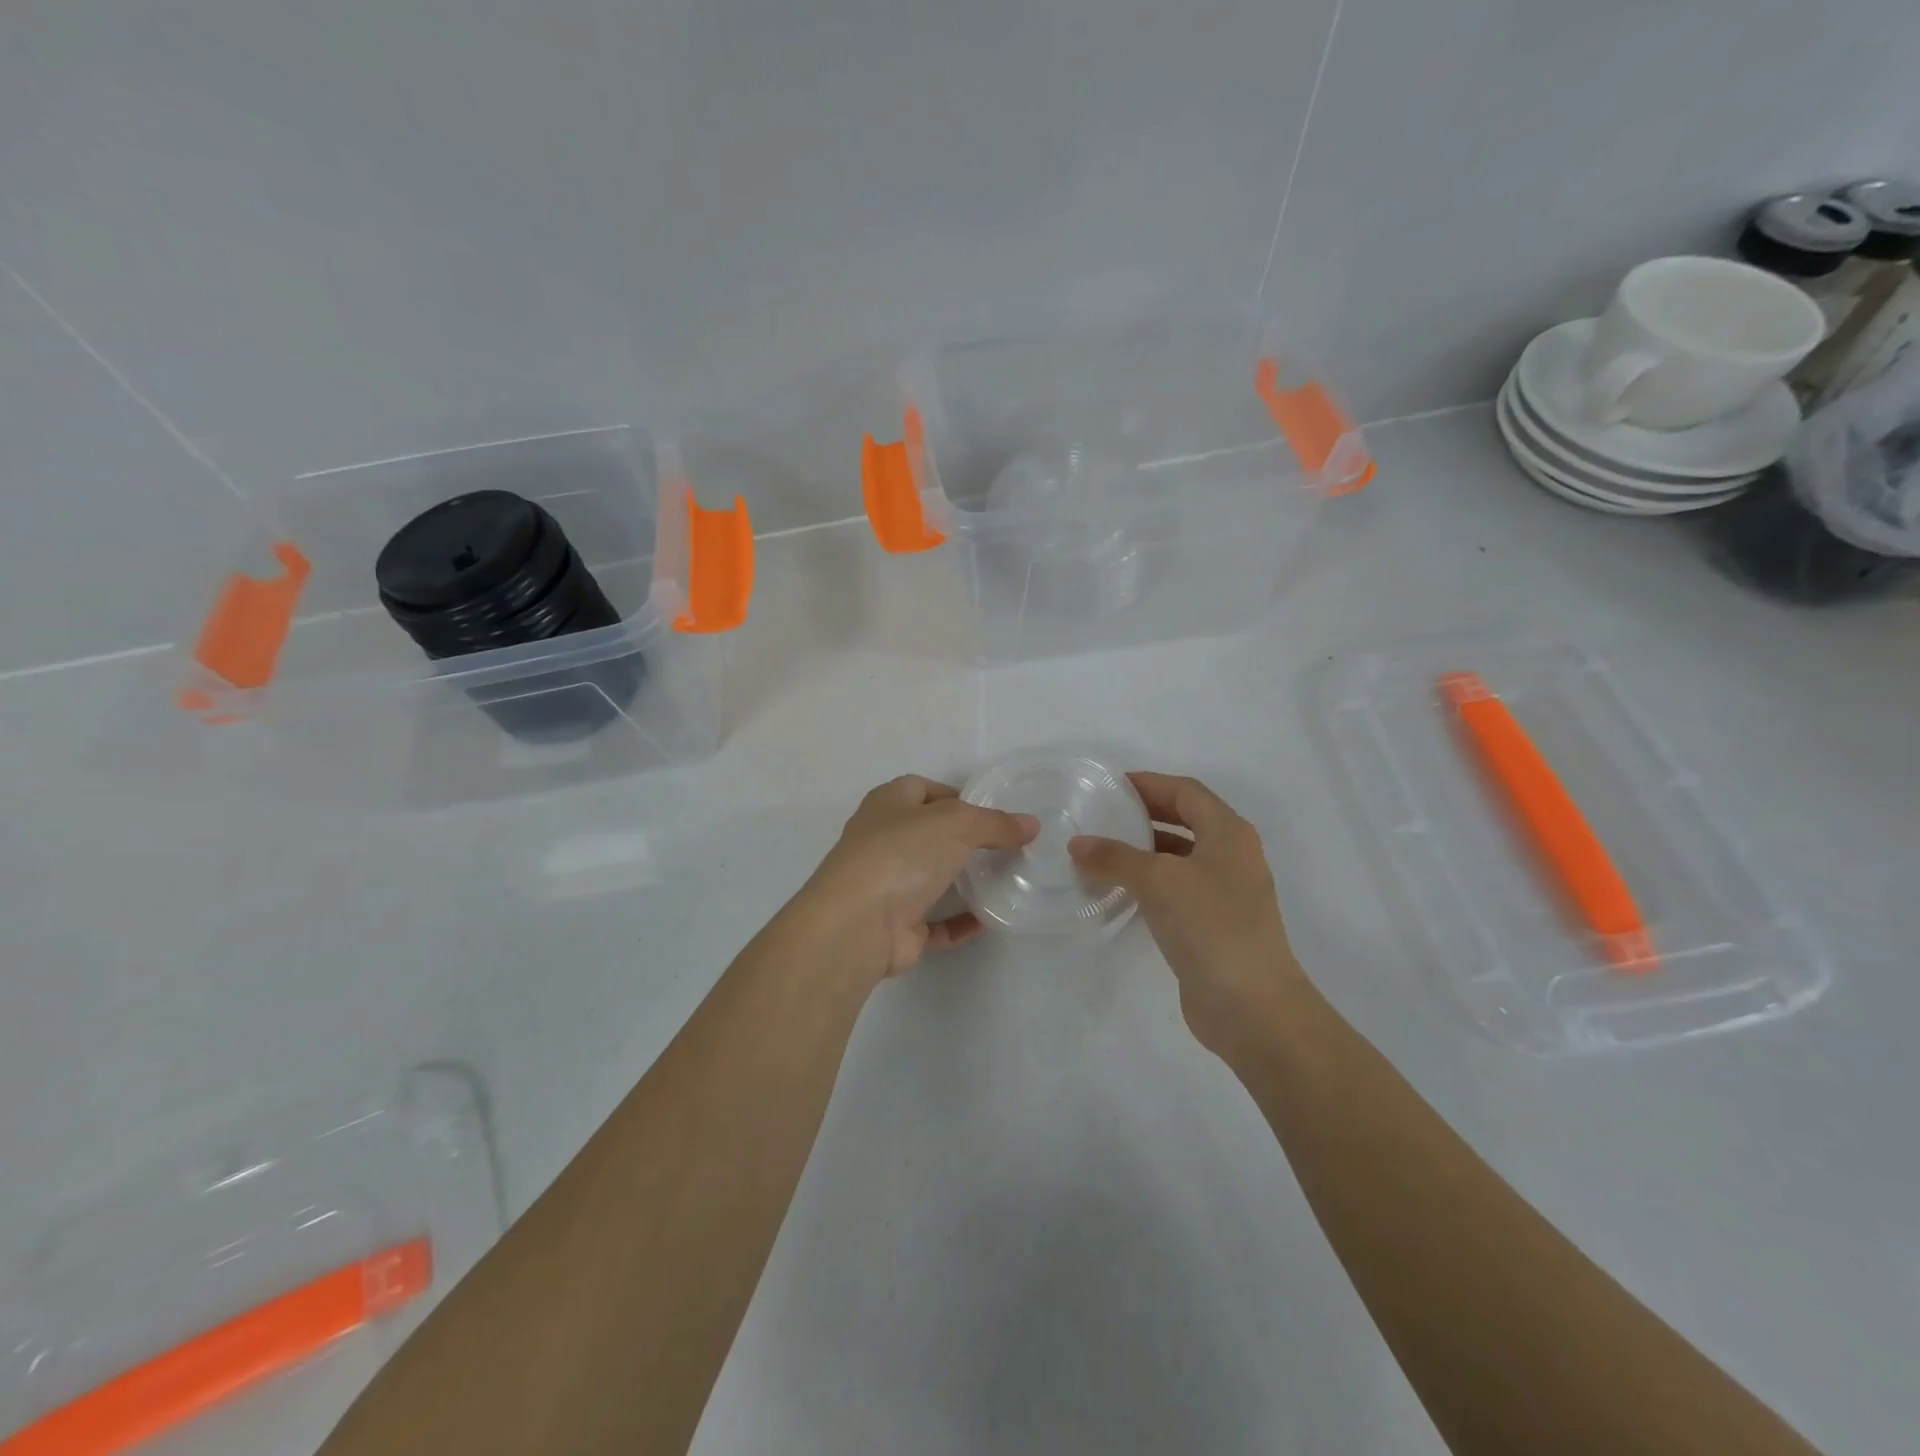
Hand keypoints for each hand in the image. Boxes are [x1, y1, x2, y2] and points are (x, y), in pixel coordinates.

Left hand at [794, 775, 1037, 982]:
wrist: (859, 924)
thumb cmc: (903, 854)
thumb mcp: (957, 824)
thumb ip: (996, 824)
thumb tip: (1031, 824)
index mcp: (887, 804)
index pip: (922, 789)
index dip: (955, 796)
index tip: (991, 812)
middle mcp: (882, 840)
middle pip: (928, 834)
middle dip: (963, 840)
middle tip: (1006, 847)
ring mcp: (887, 885)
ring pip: (930, 878)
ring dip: (962, 881)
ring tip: (1004, 880)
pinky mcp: (896, 926)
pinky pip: (934, 922)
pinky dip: (958, 922)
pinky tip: (987, 921)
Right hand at [1069, 772, 1306, 1056]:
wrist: (1252, 1007)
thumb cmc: (1211, 926)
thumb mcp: (1159, 881)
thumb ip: (1116, 857)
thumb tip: (1077, 844)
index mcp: (1229, 833)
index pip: (1186, 792)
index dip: (1149, 783)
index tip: (1111, 786)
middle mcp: (1232, 856)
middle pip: (1185, 820)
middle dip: (1145, 815)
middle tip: (1102, 815)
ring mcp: (1225, 893)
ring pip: (1179, 857)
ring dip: (1144, 851)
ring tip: (1102, 851)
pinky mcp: (1213, 925)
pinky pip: (1177, 890)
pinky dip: (1149, 883)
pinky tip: (1120, 891)